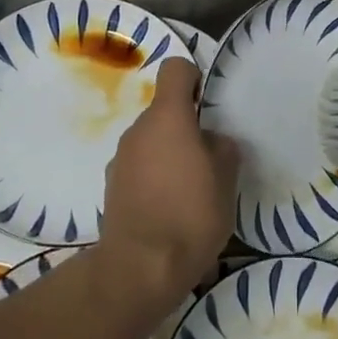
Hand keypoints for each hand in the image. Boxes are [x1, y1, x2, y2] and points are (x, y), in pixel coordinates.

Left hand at [99, 59, 238, 306]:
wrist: (139, 269)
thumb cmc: (190, 215)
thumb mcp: (225, 180)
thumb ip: (222, 149)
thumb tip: (213, 141)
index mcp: (168, 117)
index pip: (176, 69)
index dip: (194, 78)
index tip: (207, 104)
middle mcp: (138, 129)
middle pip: (164, 110)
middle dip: (185, 126)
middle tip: (208, 157)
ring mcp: (120, 158)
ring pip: (151, 140)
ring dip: (169, 153)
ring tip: (190, 189)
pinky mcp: (111, 186)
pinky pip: (139, 167)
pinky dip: (153, 176)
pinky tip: (168, 209)